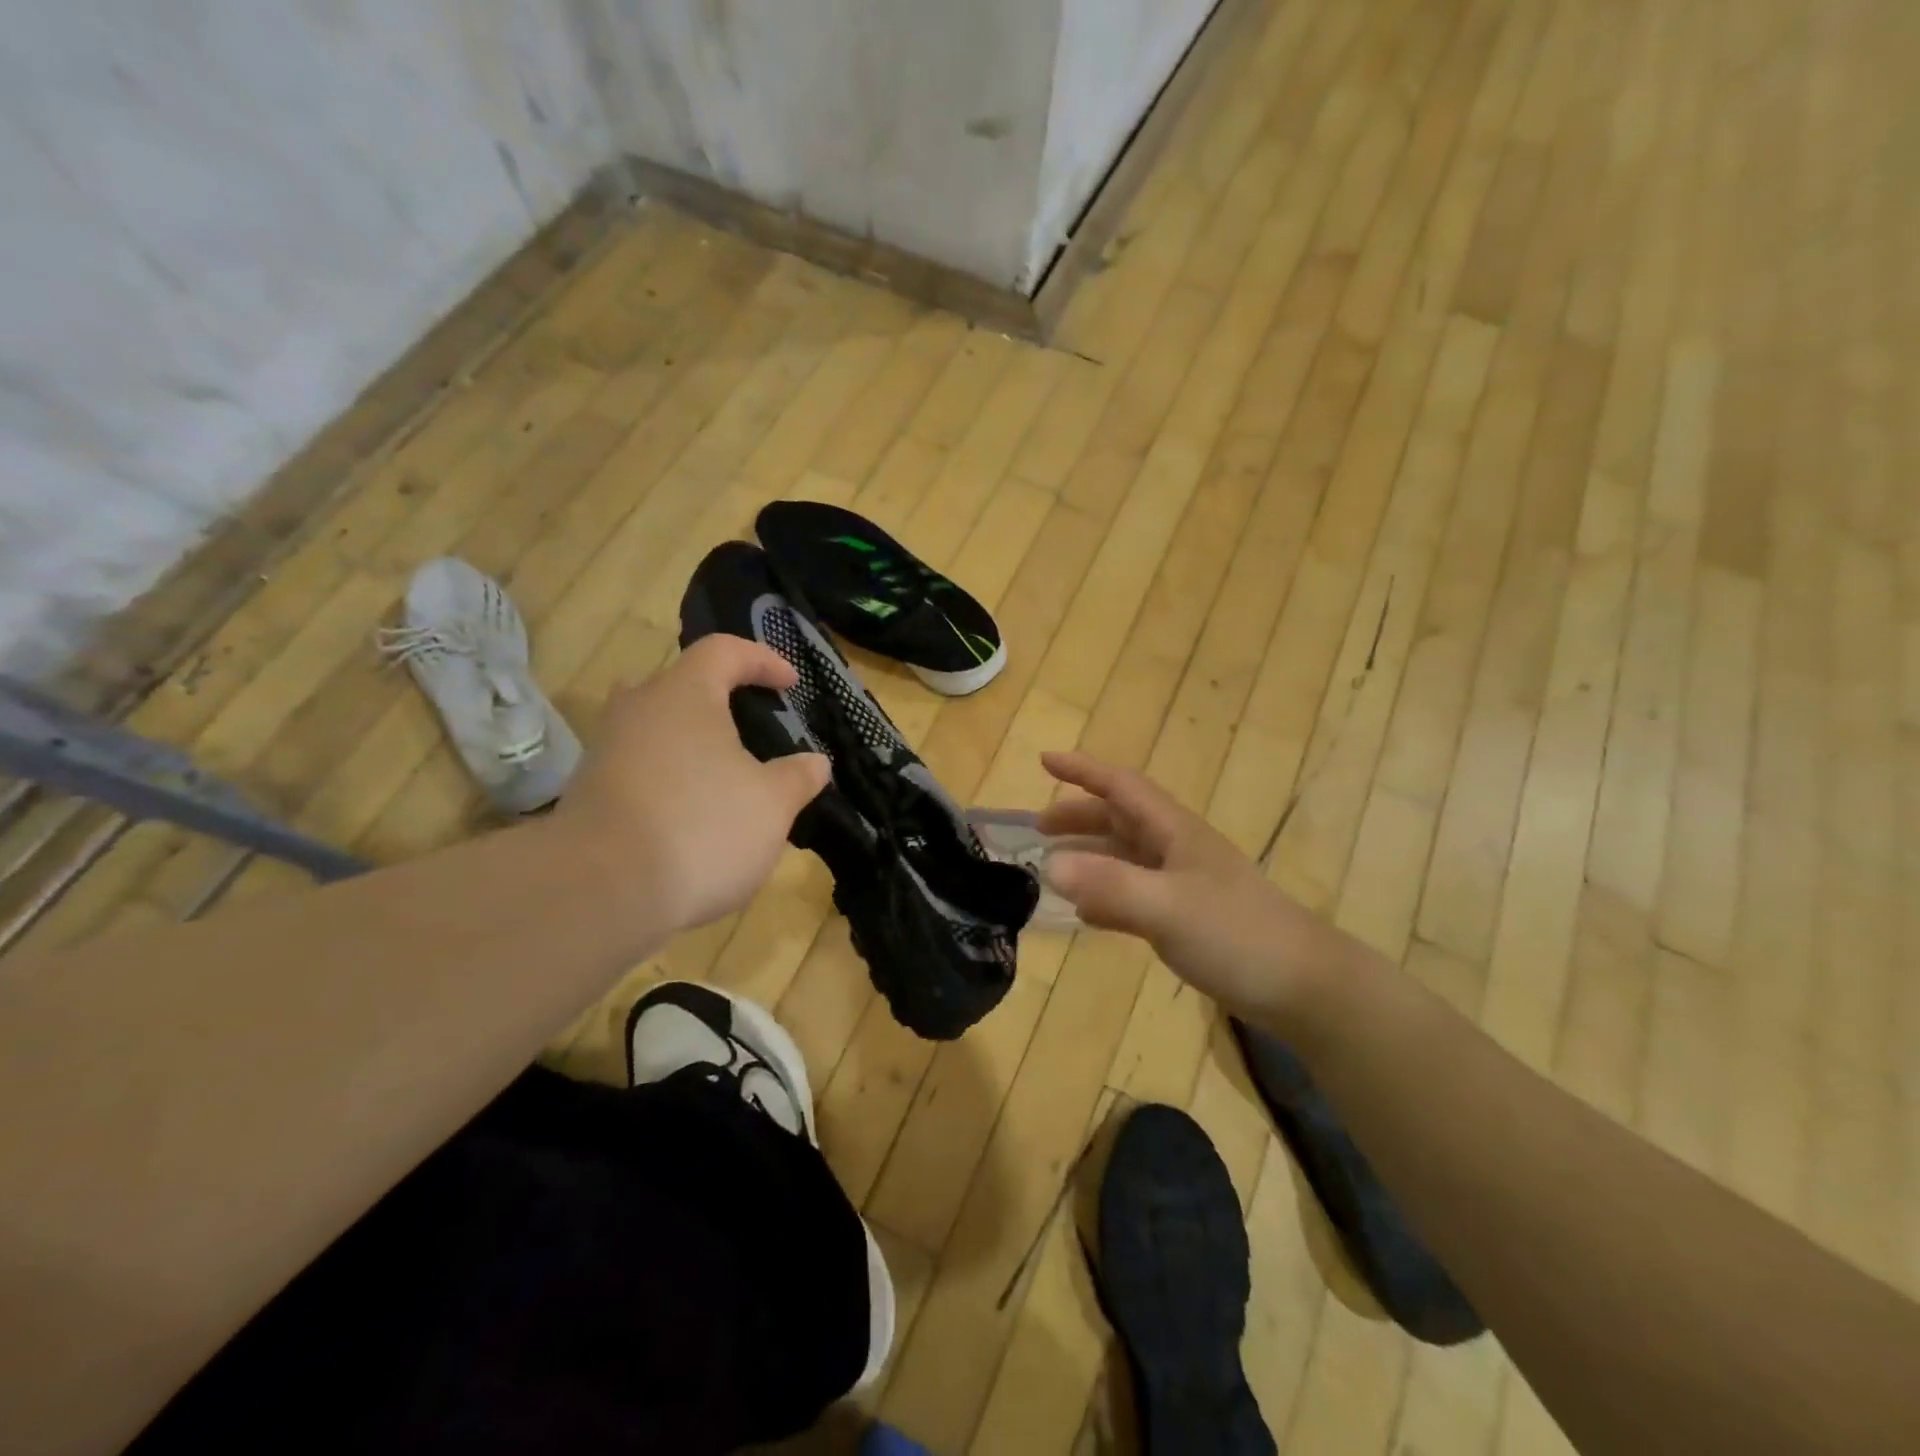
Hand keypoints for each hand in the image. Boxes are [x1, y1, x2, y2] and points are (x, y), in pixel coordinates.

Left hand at [559, 637, 829, 933]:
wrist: (600, 892)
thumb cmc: (701, 827)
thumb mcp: (772, 804)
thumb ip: (797, 777)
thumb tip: (815, 763)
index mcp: (685, 694)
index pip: (724, 651)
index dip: (762, 660)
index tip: (790, 684)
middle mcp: (638, 710)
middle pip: (680, 686)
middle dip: (718, 701)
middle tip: (749, 726)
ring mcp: (605, 752)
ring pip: (656, 730)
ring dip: (692, 745)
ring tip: (726, 777)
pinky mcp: (587, 794)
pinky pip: (639, 769)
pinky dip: (669, 781)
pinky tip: (693, 816)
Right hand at [1036, 751, 1355, 1023]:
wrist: (1304, 987)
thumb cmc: (1237, 935)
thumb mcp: (1167, 907)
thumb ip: (1109, 885)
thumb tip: (1048, 864)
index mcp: (1174, 831)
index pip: (1122, 786)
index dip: (1083, 770)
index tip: (1044, 760)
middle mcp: (1176, 849)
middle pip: (1120, 819)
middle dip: (1079, 817)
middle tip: (1037, 829)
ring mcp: (1183, 884)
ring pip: (1126, 857)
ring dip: (1089, 856)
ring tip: (1052, 868)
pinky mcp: (1187, 918)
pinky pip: (1134, 895)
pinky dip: (1106, 896)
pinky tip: (1087, 913)